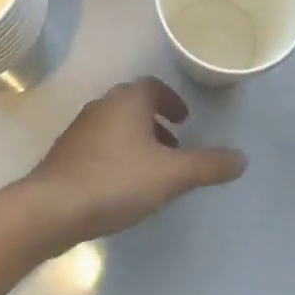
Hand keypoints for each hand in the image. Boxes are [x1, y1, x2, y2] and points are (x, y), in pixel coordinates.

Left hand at [18, 78, 246, 245]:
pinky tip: (123, 185)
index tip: (185, 121)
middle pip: (135, 105)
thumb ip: (207, 165)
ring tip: (154, 170)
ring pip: (117, 125)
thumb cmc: (116, 181)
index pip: (154, 87)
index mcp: (128, 100)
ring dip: (138, 139)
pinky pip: (101, 144)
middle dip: (157, 122)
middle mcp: (103, 104)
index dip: (172, 101)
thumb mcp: (171, 175)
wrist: (52, 207)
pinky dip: (119, 153)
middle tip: (175, 146)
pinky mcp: (67, 152)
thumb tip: (242, 158)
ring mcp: (81, 128)